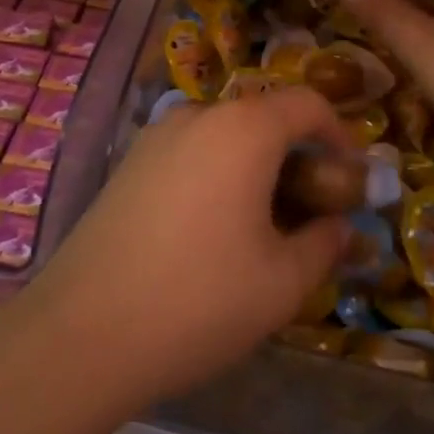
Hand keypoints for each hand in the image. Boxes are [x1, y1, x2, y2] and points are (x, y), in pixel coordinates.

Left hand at [26, 88, 355, 410]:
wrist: (84, 330)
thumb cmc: (199, 300)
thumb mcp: (282, 283)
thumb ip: (323, 244)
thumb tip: (339, 226)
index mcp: (243, 129)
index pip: (307, 103)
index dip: (339, 134)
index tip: (349, 178)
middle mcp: (198, 115)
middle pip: (264, 117)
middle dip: (296, 155)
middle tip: (309, 211)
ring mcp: (157, 135)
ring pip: (225, 135)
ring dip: (254, 165)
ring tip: (261, 226)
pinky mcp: (129, 161)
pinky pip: (190, 151)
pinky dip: (216, 172)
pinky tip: (210, 230)